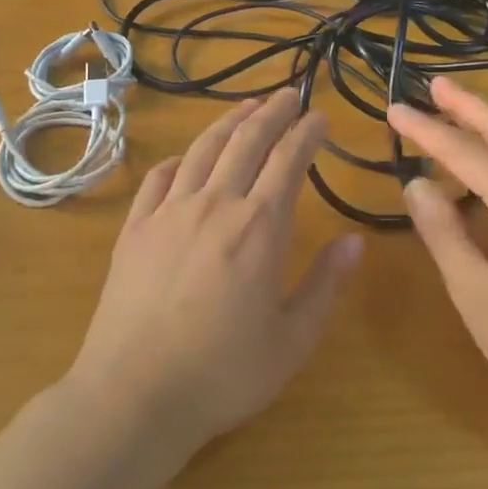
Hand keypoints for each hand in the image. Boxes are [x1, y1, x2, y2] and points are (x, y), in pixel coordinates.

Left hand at [70, 90, 362, 457]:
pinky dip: (178, 160)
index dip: (307, 133)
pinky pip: (158, 179)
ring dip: (227, 124)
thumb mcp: (292, 340)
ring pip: (202, 151)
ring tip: (245, 108)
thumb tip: (353, 241)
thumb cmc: (223, 373)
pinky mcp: (134, 230)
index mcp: (258, 228)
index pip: (288, 162)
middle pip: (245, 143)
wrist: (134, 394)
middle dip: (271, 113)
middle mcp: (214, 206)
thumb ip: (325, 285)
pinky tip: (186, 158)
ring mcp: (168, 214)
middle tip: (288, 94)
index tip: (320, 116)